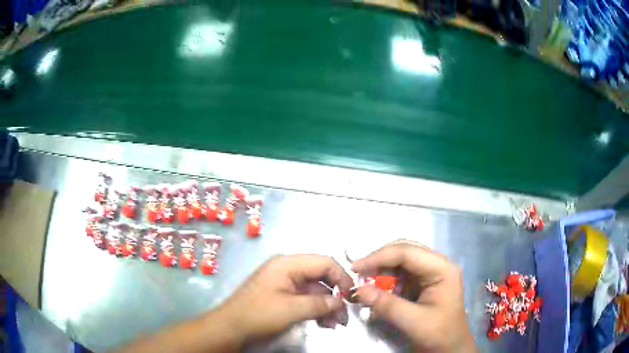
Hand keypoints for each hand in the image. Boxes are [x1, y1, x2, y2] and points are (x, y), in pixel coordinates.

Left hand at [215, 254, 353, 346]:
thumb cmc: (259, 314)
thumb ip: (319, 303)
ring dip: (328, 306)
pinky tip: (324, 323)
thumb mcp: (291, 309)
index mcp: (288, 264)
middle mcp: (288, 270)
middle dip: (335, 296)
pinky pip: (306, 299)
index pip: (324, 262)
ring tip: (336, 324)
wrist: (231, 328)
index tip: (351, 295)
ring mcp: (285, 283)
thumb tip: (340, 302)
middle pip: (321, 277)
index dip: (341, 277)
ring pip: (316, 290)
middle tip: (344, 316)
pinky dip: (317, 310)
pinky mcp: (283, 296)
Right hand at [352, 240, 475, 352]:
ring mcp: (431, 272)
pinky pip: (401, 274)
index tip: (355, 267)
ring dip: (382, 272)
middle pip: (404, 251)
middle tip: (358, 274)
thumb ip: (386, 305)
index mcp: (442, 269)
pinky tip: (379, 292)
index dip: (378, 257)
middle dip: (380, 262)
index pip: (407, 252)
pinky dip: (387, 281)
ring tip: (367, 286)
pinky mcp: (423, 282)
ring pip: (400, 261)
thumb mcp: (413, 321)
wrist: (450, 348)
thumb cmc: (439, 334)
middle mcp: (437, 264)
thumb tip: (358, 290)